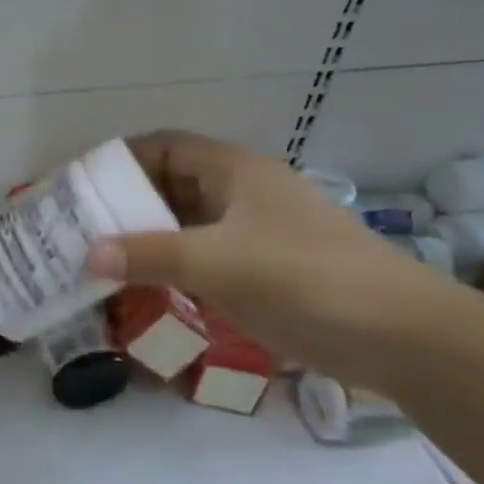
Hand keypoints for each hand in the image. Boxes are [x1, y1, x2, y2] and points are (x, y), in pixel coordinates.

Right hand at [84, 131, 463, 388]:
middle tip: (80, 227)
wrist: (403, 336)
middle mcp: (239, 194)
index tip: (82, 185)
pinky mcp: (260, 272)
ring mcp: (252, 235)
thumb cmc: (307, 278)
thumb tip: (87, 253)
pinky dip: (168, 266)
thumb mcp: (220, 262)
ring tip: (99, 259)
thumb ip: (150, 256)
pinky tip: (141, 288)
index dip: (122, 159)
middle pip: (170, 185)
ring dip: (145, 238)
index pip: (164, 147)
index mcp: (234, 171)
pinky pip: (200, 258)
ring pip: (184, 225)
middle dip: (126, 203)